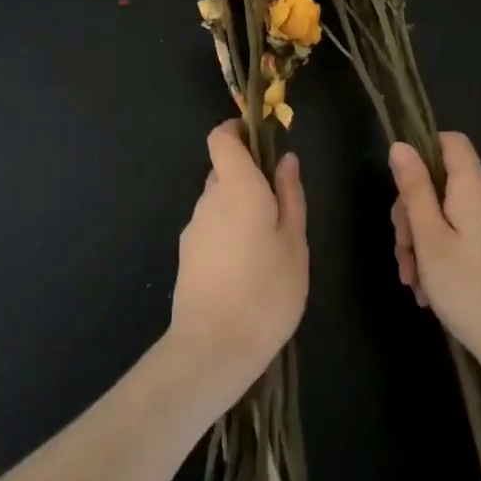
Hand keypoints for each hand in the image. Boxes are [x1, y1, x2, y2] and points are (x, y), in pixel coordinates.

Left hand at [169, 121, 308, 409]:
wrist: (213, 348)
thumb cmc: (267, 290)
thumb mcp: (294, 242)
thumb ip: (290, 195)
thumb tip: (286, 159)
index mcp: (236, 187)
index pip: (221, 138)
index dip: (237, 132)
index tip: (261, 141)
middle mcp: (208, 200)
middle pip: (223, 172)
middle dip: (249, 179)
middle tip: (281, 209)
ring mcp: (193, 229)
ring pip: (218, 203)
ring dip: (240, 210)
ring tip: (268, 247)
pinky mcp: (186, 256)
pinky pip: (210, 229)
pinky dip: (228, 235)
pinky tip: (247, 269)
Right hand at [389, 134, 480, 377]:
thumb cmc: (470, 288)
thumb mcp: (430, 238)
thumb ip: (414, 189)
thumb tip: (400, 145)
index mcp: (473, 188)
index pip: (451, 142)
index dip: (422, 151)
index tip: (400, 184)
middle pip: (441, 184)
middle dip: (412, 213)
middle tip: (402, 251)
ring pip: (445, 217)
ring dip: (421, 243)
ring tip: (413, 282)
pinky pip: (459, 241)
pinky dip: (439, 259)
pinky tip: (429, 293)